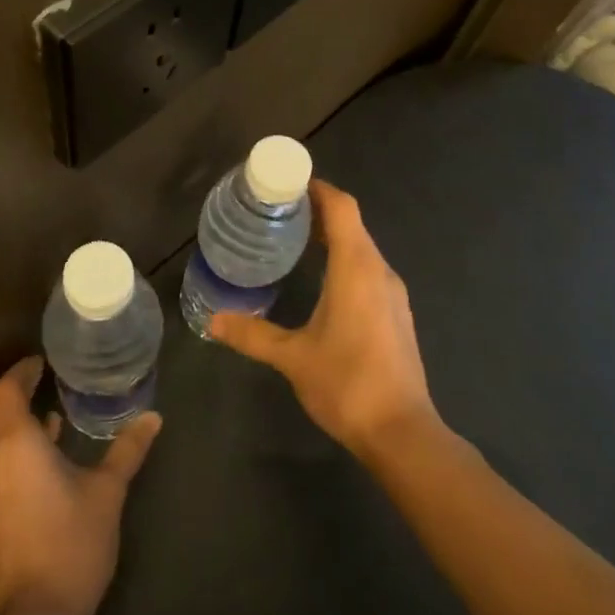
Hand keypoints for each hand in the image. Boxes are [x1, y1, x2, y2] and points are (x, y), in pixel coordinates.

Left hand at [0, 356, 161, 614]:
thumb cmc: (72, 542)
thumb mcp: (107, 491)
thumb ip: (127, 449)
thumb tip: (153, 417)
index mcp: (16, 443)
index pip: (8, 389)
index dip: (23, 370)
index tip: (44, 360)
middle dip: (20, 391)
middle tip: (52, 379)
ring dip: (18, 421)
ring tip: (54, 411)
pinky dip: (15, 446)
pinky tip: (46, 453)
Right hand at [208, 180, 438, 458]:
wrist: (402, 432)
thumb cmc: (347, 383)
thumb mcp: (292, 357)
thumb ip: (253, 335)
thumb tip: (213, 322)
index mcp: (357, 268)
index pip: (342, 208)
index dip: (317, 188)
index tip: (286, 183)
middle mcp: (380, 271)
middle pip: (352, 224)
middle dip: (319, 211)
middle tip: (278, 211)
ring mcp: (393, 294)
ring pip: (362, 248)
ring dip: (333, 237)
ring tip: (294, 240)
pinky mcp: (396, 314)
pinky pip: (369, 270)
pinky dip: (345, 261)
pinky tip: (321, 281)